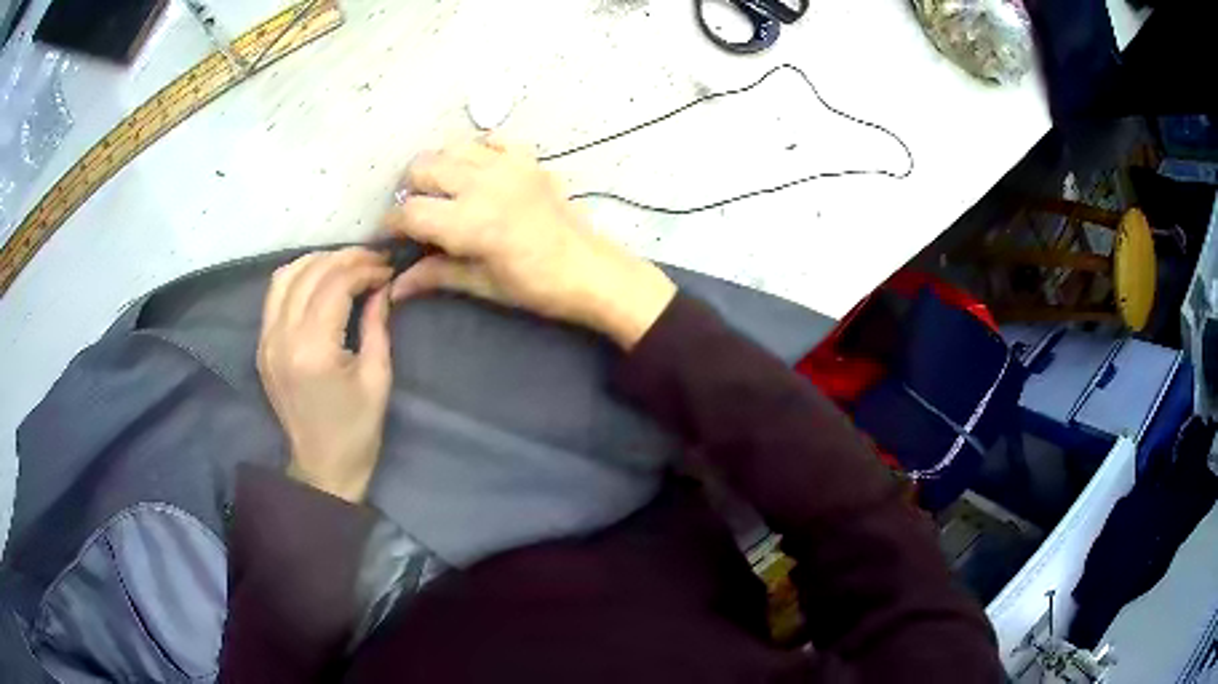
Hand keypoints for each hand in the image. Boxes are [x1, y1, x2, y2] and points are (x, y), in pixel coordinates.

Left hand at [257, 248, 393, 502]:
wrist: (321, 468)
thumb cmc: (357, 430)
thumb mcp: (377, 378)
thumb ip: (377, 325)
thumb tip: (382, 286)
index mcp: (313, 350)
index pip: (335, 284)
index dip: (364, 268)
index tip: (387, 268)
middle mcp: (282, 338)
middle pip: (309, 273)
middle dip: (344, 258)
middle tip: (372, 260)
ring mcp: (266, 341)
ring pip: (285, 276)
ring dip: (317, 261)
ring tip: (346, 264)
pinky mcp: (262, 346)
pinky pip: (274, 296)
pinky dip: (297, 277)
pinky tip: (319, 280)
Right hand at [382, 136, 676, 349]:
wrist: (588, 269)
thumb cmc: (535, 286)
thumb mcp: (481, 284)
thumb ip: (435, 275)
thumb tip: (394, 288)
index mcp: (469, 222)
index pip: (410, 212)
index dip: (391, 224)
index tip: (390, 235)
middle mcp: (482, 184)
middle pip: (422, 168)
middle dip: (410, 190)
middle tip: (418, 213)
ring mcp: (507, 165)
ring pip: (451, 147)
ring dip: (438, 166)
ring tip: (443, 190)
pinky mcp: (527, 158)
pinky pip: (490, 138)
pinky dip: (476, 150)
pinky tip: (477, 172)